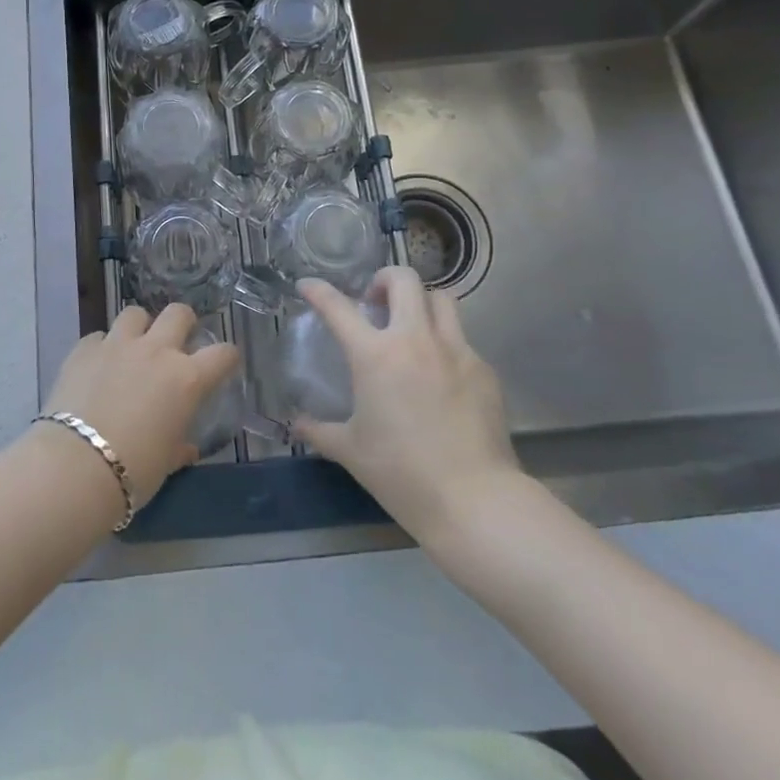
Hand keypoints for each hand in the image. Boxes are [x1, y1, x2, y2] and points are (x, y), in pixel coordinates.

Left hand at [43, 304, 239, 509]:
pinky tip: (97, 367)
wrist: (75, 466)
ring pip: (135, 314)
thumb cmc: (133, 471)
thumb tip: (186, 448)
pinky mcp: (84, 349)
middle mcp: (156, 351)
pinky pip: (99, 336)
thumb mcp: (166, 462)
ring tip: (133, 349)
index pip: (222, 353)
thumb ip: (179, 447)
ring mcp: (117, 345)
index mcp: (186, 379)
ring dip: (139, 328)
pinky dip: (102, 348)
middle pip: (178, 313)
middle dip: (182, 323)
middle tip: (175, 344)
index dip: (227, 357)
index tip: (222, 364)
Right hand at [292, 267, 523, 546]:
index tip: (308, 285)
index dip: (318, 290)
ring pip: (441, 299)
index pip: (337, 307)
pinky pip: (462, 340)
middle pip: (403, 279)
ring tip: (412, 326)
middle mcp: (415, 340)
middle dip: (384, 280)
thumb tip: (296, 424)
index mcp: (375, 355)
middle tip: (375, 303)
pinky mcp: (483, 370)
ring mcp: (455, 351)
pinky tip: (441, 375)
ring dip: (421, 302)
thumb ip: (319, 430)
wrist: (474, 500)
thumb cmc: (401, 473)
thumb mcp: (350, 451)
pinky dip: (446, 344)